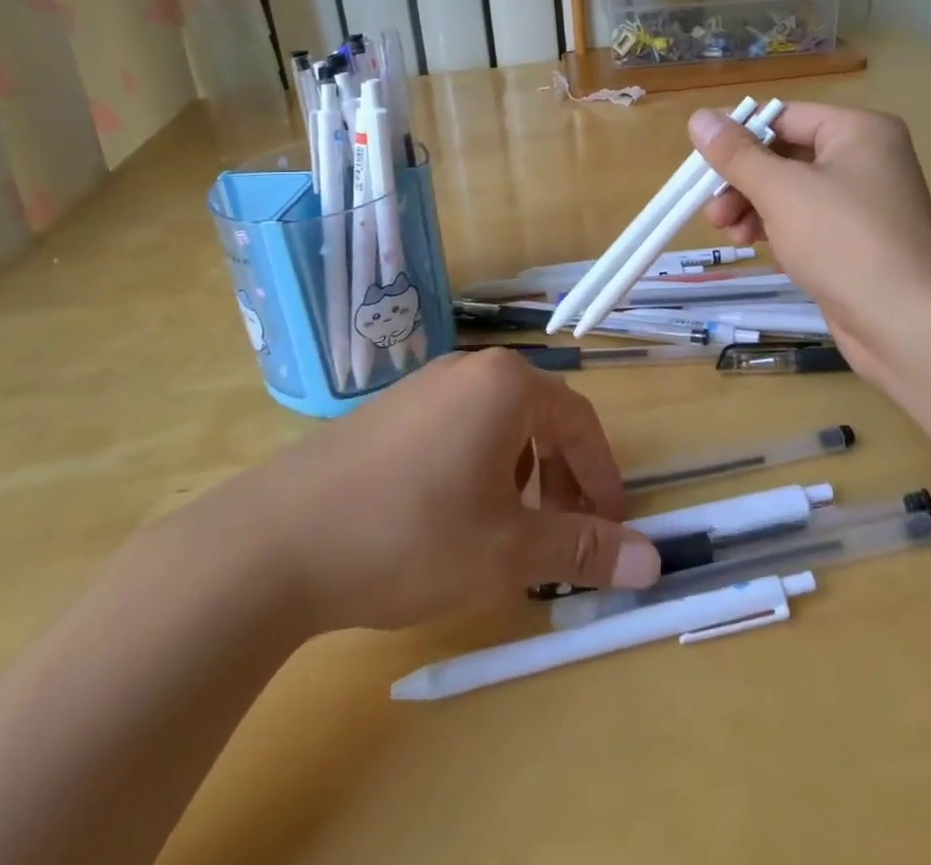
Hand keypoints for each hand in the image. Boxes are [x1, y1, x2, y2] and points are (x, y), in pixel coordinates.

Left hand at [248, 349, 661, 632]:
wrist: (277, 540)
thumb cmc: (410, 535)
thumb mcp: (507, 550)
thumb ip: (582, 548)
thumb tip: (653, 560)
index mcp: (507, 385)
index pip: (581, 423)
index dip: (603, 478)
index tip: (613, 529)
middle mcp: (470, 370)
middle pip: (541, 419)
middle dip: (564, 479)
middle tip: (566, 536)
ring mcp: (425, 385)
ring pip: (499, 425)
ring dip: (523, 475)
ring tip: (512, 530)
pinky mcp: (391, 410)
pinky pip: (458, 428)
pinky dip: (481, 467)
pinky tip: (456, 516)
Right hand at [688, 104, 930, 363]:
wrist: (908, 324)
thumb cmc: (843, 240)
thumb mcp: (781, 190)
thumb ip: (736, 154)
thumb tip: (698, 117)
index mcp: (857, 131)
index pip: (784, 117)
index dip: (738, 135)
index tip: (698, 160)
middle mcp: (863, 159)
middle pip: (785, 155)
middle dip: (743, 181)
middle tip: (711, 209)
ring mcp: (861, 203)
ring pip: (790, 192)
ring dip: (753, 208)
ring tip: (728, 233)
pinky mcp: (855, 242)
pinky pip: (805, 222)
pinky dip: (777, 230)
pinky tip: (757, 247)